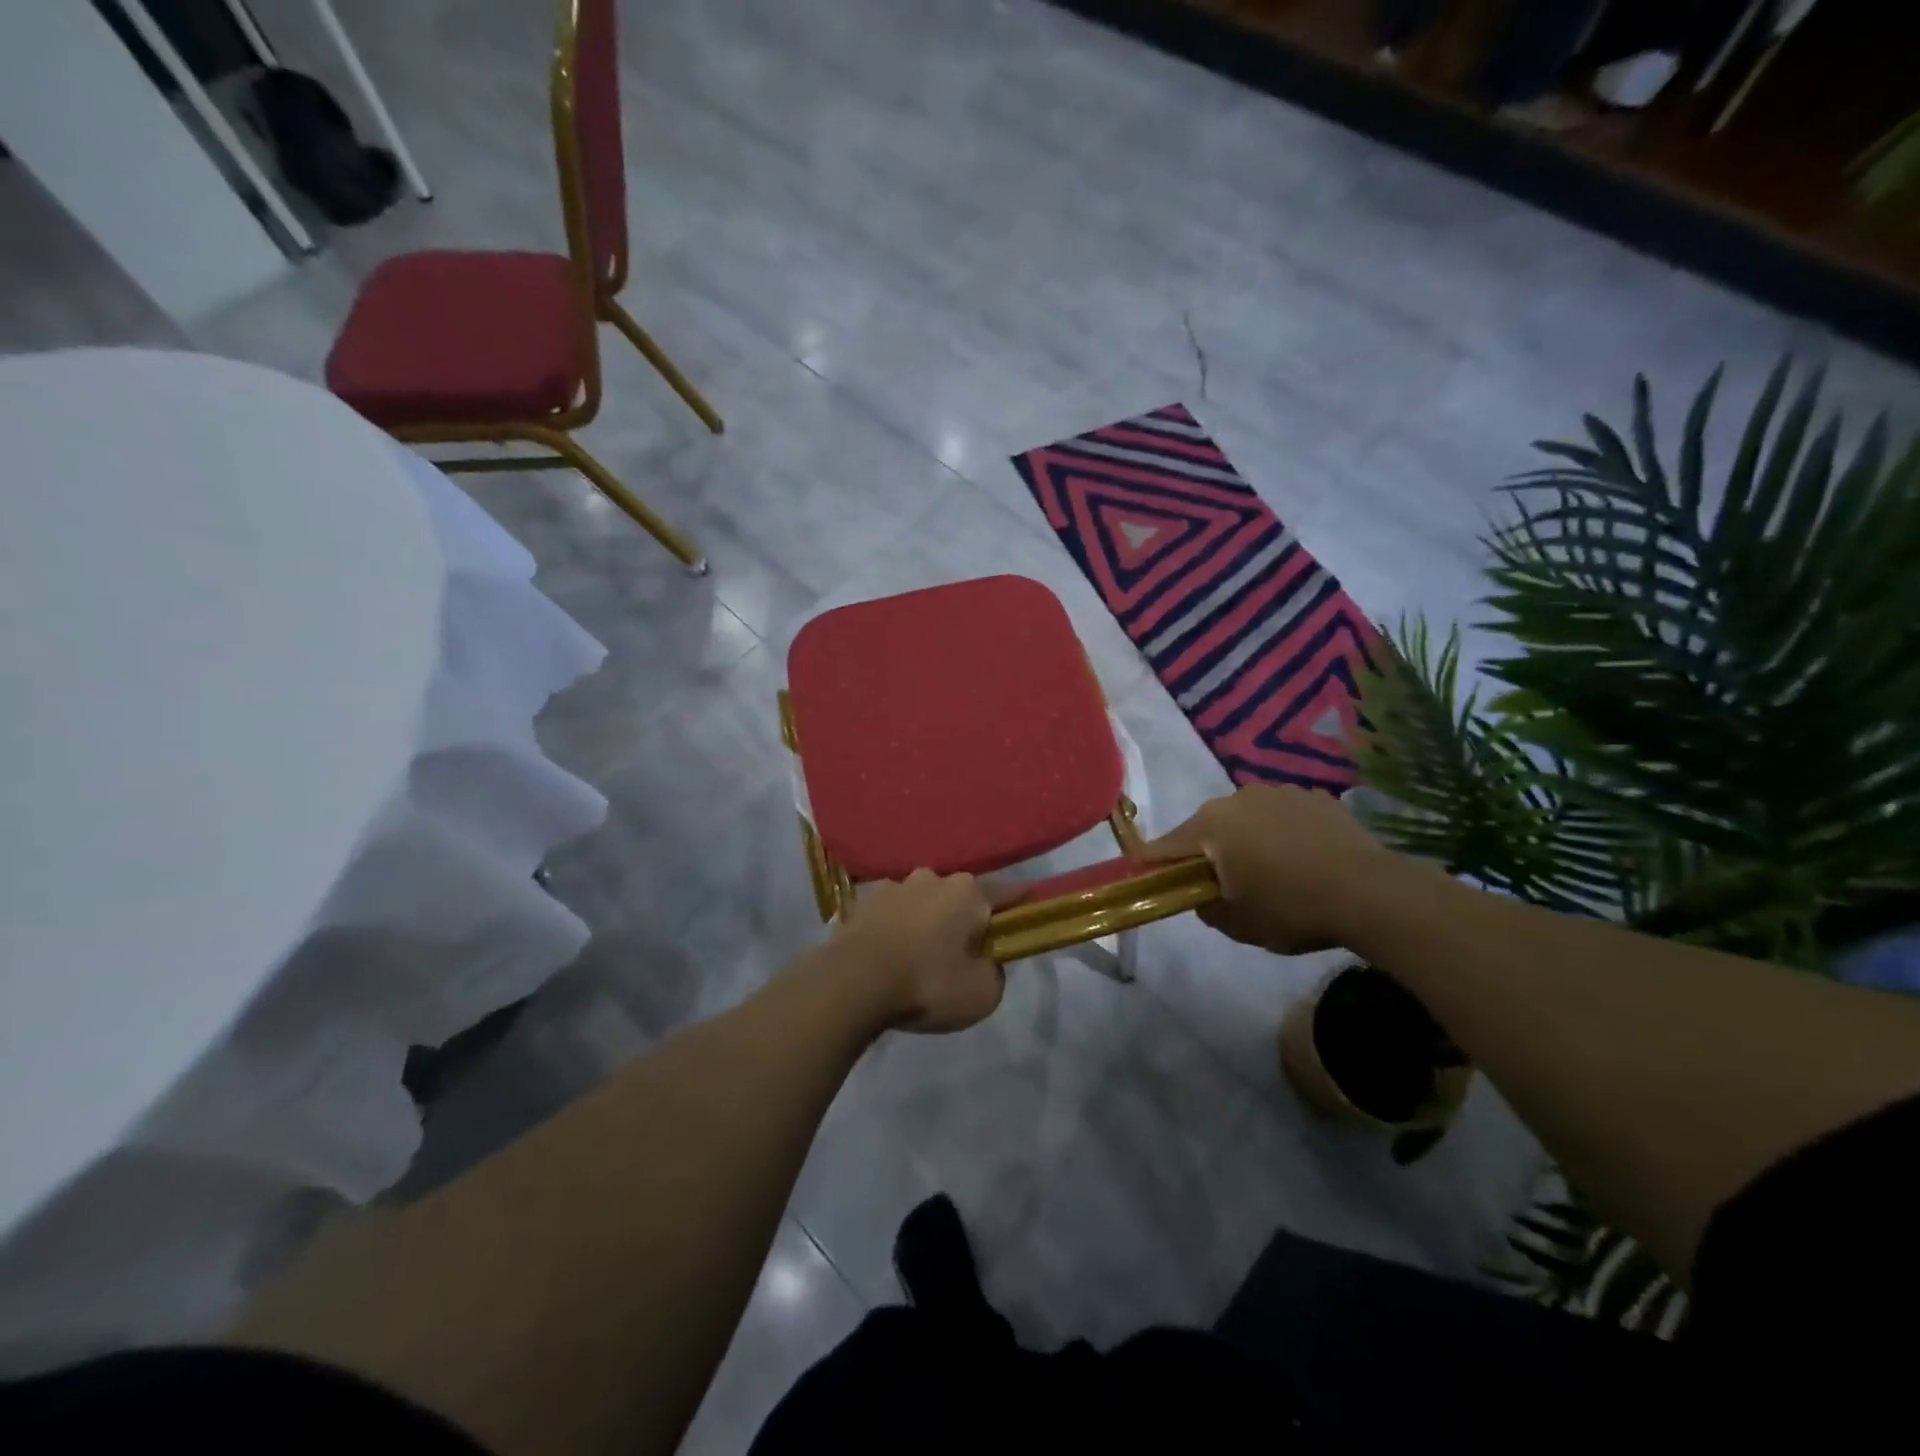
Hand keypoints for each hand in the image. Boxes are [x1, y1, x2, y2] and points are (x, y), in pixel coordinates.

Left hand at [831, 870, 1002, 1033]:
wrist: (852, 983)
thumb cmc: (928, 984)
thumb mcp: (982, 994)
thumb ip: (994, 972)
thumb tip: (985, 961)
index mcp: (968, 892)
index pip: (1006, 893)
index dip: (1019, 904)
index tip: (1027, 910)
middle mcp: (932, 878)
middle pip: (958, 897)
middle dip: (962, 918)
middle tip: (960, 952)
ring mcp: (892, 887)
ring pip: (921, 903)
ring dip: (924, 921)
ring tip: (917, 956)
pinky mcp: (860, 903)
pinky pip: (889, 915)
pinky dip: (893, 929)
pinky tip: (888, 955)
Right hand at [1145, 784, 1395, 954]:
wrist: (1371, 893)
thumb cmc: (1292, 909)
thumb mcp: (1238, 924)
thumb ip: (1206, 907)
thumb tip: (1202, 895)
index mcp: (1211, 825)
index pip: (1166, 846)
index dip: (1154, 864)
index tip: (1150, 877)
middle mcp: (1238, 797)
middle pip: (1208, 828)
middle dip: (1209, 852)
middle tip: (1225, 884)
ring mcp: (1280, 792)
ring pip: (1248, 818)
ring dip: (1249, 840)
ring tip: (1274, 872)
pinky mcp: (1316, 796)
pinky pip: (1284, 816)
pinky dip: (1284, 833)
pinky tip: (1305, 859)